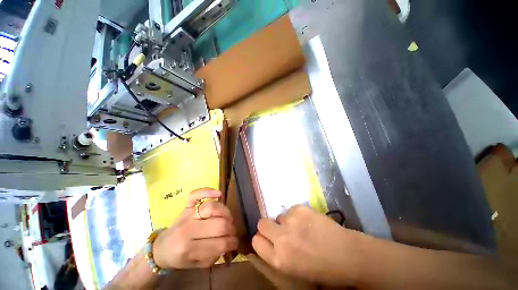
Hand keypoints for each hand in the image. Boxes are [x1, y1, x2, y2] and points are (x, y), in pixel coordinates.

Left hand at [153, 188, 237, 268]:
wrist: (162, 248)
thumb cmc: (180, 257)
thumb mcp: (197, 264)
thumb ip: (215, 255)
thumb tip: (230, 242)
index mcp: (189, 249)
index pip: (219, 244)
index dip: (232, 243)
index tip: (235, 243)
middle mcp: (188, 229)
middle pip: (219, 225)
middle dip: (231, 229)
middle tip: (232, 231)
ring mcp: (187, 214)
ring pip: (212, 207)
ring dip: (226, 213)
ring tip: (228, 218)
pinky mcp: (186, 206)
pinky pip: (196, 194)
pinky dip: (207, 191)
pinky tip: (218, 194)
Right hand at [252, 205, 363, 285]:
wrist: (347, 253)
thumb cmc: (321, 267)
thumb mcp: (293, 268)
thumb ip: (276, 253)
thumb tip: (267, 239)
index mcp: (278, 259)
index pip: (256, 241)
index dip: (262, 238)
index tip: (268, 238)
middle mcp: (281, 238)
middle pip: (262, 223)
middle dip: (269, 226)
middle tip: (282, 229)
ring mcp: (291, 221)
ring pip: (279, 215)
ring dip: (286, 221)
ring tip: (301, 228)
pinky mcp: (300, 208)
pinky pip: (291, 210)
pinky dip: (297, 215)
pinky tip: (309, 222)